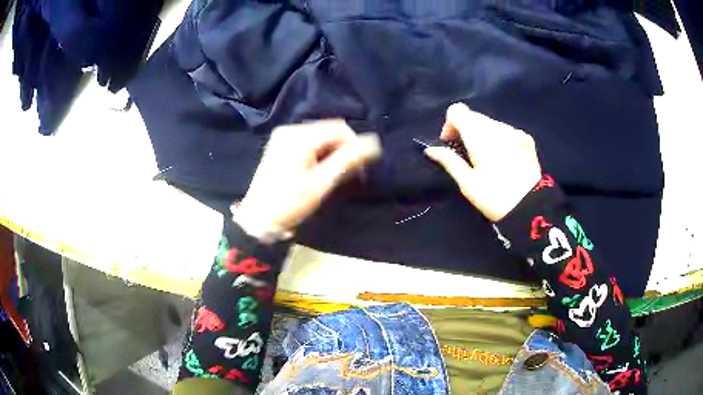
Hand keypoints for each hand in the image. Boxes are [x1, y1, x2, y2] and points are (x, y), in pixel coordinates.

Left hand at [234, 120, 381, 242]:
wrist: (258, 218)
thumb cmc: (289, 202)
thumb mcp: (321, 183)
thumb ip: (347, 160)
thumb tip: (374, 144)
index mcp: (299, 137)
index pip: (339, 128)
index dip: (355, 143)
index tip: (361, 166)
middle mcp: (290, 129)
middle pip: (329, 129)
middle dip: (344, 148)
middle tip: (349, 172)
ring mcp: (284, 136)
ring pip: (321, 135)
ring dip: (333, 151)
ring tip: (334, 172)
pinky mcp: (281, 144)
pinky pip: (310, 141)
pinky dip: (321, 152)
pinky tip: (320, 169)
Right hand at [425, 103, 541, 221]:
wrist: (531, 207)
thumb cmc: (494, 197)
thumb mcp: (467, 183)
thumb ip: (449, 161)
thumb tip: (430, 150)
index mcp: (479, 135)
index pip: (457, 111)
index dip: (450, 124)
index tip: (450, 143)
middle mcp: (497, 127)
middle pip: (474, 116)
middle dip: (465, 130)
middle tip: (466, 154)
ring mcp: (514, 131)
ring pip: (490, 123)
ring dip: (482, 134)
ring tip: (486, 158)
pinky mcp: (526, 138)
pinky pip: (505, 130)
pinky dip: (499, 138)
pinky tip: (503, 158)